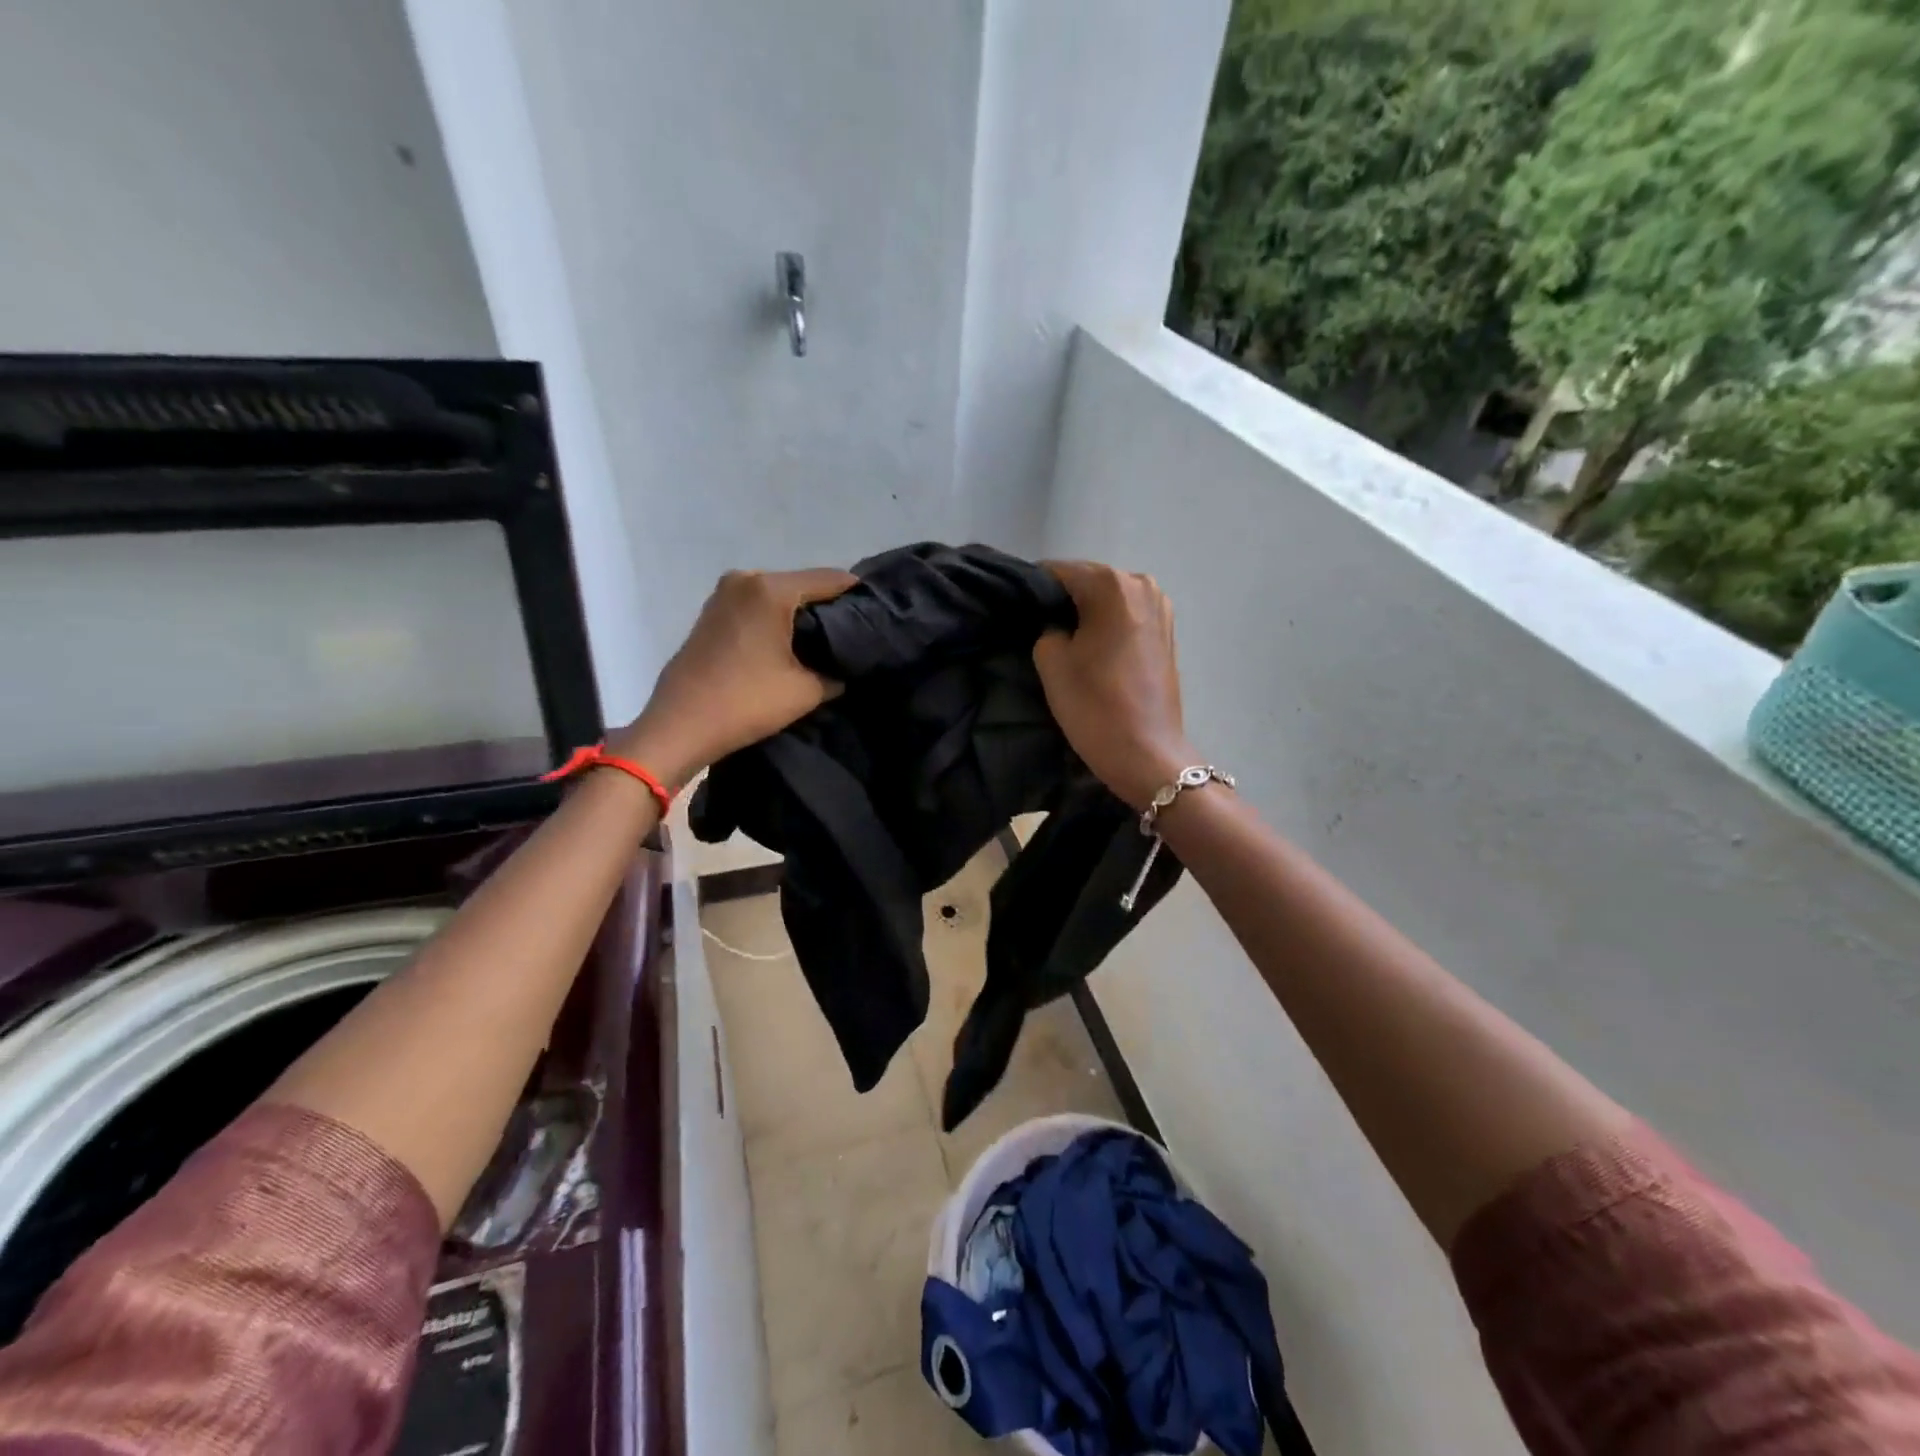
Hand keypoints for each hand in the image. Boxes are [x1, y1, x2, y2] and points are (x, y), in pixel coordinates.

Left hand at [617, 567, 858, 786]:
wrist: (680, 725)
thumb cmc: (746, 702)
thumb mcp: (806, 691)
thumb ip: (835, 673)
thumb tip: (845, 668)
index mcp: (771, 589)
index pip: (831, 580)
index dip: (858, 596)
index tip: (879, 615)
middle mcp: (746, 579)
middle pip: (803, 584)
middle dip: (829, 607)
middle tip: (855, 634)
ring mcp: (724, 593)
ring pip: (778, 595)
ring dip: (801, 614)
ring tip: (825, 642)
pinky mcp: (712, 612)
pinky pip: (757, 606)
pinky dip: (776, 619)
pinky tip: (790, 644)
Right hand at [1033, 561, 1195, 810]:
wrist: (1146, 753)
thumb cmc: (1094, 705)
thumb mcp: (1051, 661)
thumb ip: (1045, 627)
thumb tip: (1054, 622)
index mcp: (1111, 585)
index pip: (1057, 572)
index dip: (1032, 591)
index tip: (1018, 615)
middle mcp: (1141, 584)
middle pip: (1087, 581)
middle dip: (1062, 601)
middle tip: (1038, 631)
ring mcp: (1160, 607)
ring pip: (1108, 599)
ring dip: (1086, 614)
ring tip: (1067, 644)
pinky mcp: (1168, 631)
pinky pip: (1126, 616)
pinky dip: (1107, 626)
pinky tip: (1093, 651)